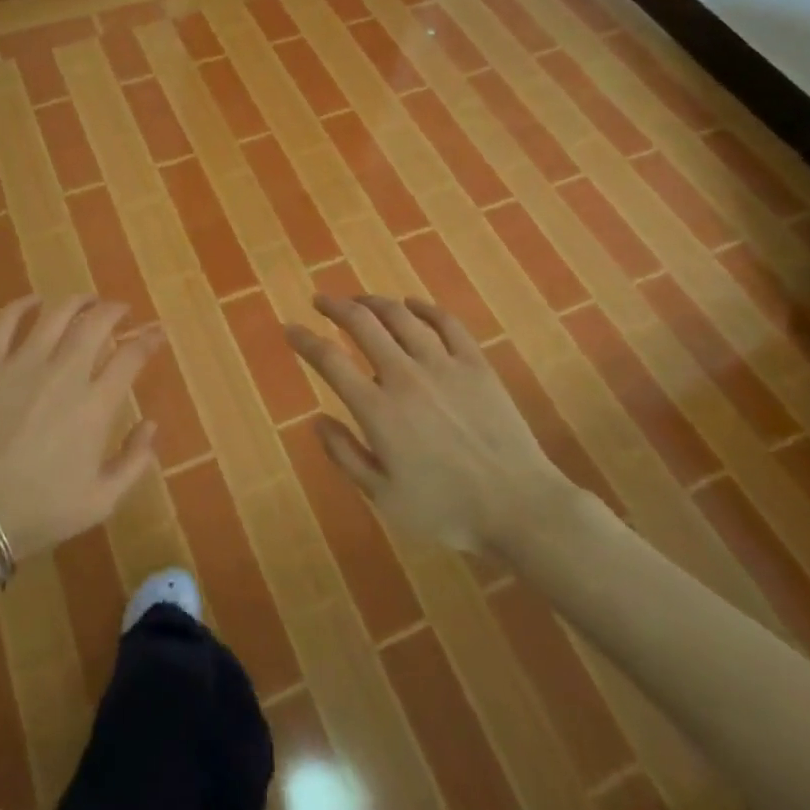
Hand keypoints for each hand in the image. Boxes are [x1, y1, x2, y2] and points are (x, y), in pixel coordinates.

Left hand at [0, 295, 162, 560]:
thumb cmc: (40, 512)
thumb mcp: (102, 501)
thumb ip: (134, 461)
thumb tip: (151, 425)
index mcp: (96, 405)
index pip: (131, 356)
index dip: (148, 340)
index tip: (156, 334)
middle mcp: (64, 374)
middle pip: (96, 323)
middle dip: (115, 311)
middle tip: (121, 311)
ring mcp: (22, 364)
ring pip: (56, 315)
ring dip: (77, 301)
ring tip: (86, 301)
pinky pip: (5, 322)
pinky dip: (22, 305)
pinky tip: (33, 302)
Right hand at [284, 295, 568, 553]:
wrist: (518, 506)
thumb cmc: (446, 509)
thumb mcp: (383, 496)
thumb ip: (345, 455)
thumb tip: (316, 420)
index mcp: (378, 409)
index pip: (330, 360)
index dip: (305, 340)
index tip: (291, 329)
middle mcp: (405, 375)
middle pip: (362, 324)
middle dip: (335, 306)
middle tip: (321, 300)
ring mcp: (443, 364)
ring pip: (400, 316)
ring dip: (374, 302)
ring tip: (360, 300)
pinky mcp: (475, 363)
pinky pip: (446, 322)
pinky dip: (424, 308)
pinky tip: (412, 305)